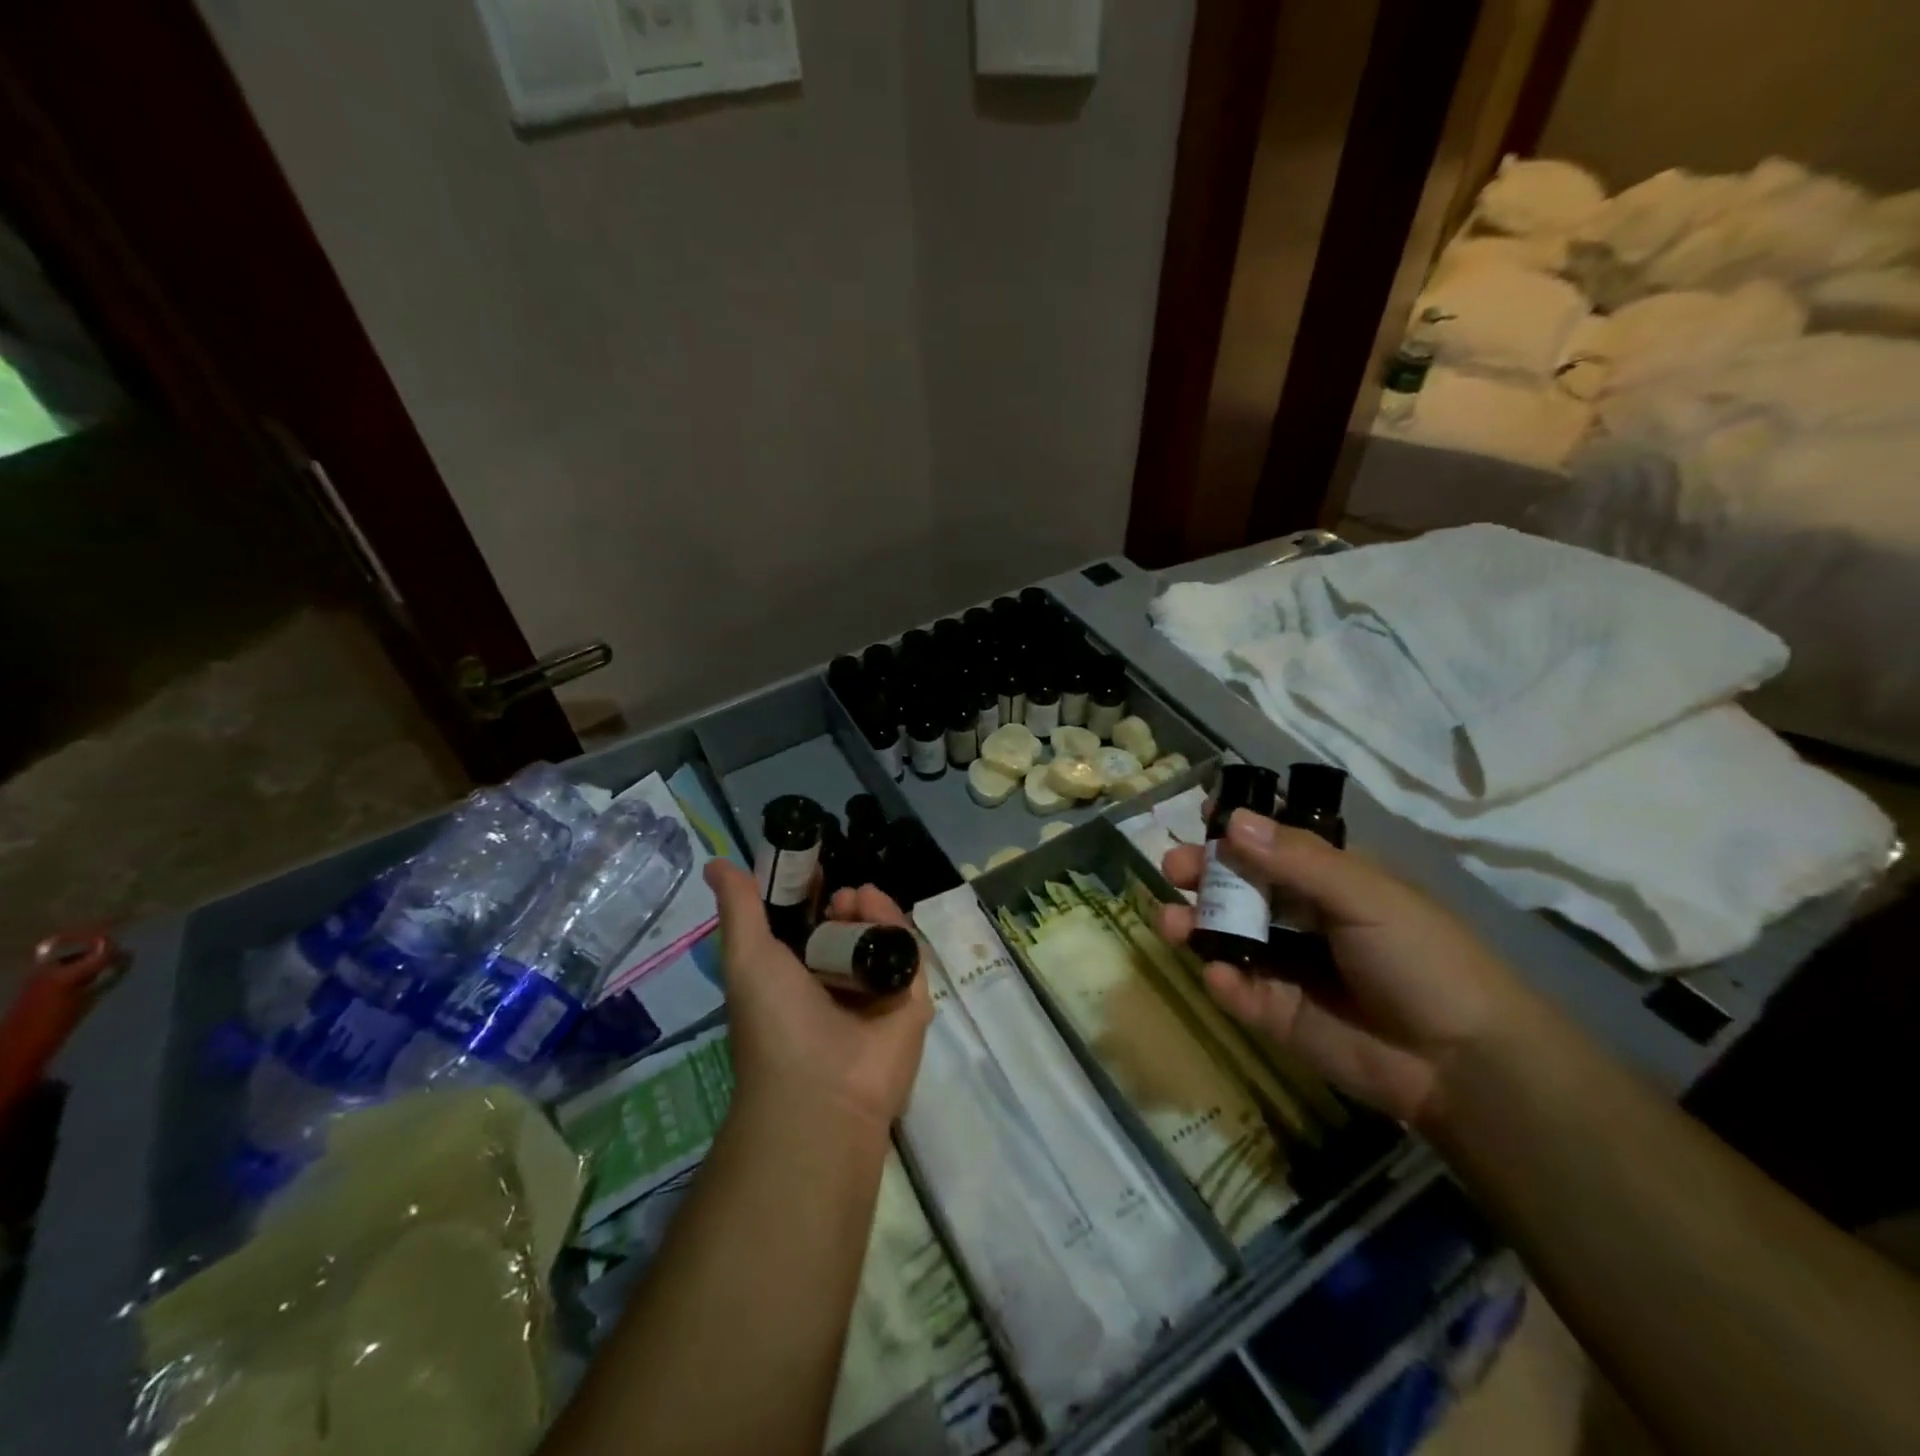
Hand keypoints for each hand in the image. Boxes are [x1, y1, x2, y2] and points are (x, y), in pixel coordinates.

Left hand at [706, 861, 931, 1133]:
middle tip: (837, 894)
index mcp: (796, 979)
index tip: (811, 867)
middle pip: (849, 928)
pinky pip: (907, 951)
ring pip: (880, 935)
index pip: (808, 926)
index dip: (809, 895)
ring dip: (869, 909)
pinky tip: (876, 907)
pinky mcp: (911, 998)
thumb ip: (739, 908)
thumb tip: (716, 862)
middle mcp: (836, 984)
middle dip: (843, 903)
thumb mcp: (747, 958)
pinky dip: (894, 924)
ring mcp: (875, 993)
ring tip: (854, 899)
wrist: (819, 1091)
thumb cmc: (774, 1022)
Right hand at [1160, 811, 1524, 1127]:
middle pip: (1238, 886)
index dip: (1236, 828)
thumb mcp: (1364, 895)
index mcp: (1327, 878)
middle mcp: (1300, 915)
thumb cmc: (1421, 957)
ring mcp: (1285, 965)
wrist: (1462, 1062)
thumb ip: (1297, 859)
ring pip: (1226, 935)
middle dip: (1203, 873)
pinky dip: (1222, 981)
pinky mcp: (1276, 1013)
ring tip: (1172, 922)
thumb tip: (1232, 820)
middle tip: (1174, 868)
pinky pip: (1237, 990)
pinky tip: (1220, 976)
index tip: (1200, 816)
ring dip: (1194, 923)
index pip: (1272, 842)